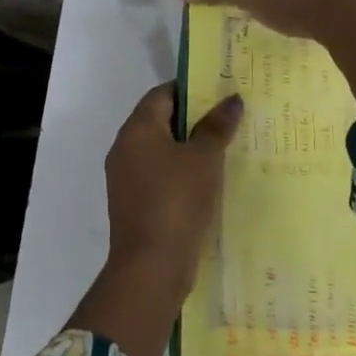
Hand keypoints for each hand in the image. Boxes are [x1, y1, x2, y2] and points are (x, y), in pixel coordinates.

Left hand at [68, 83, 242, 355]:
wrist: (151, 267)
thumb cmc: (178, 201)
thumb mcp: (205, 159)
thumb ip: (217, 126)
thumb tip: (231, 99)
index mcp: (136, 129)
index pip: (162, 94)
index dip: (191, 89)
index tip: (221, 91)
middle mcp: (124, 148)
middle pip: (160, 121)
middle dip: (194, 118)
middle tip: (230, 118)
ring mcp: (126, 178)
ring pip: (161, 150)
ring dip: (189, 148)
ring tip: (226, 148)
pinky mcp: (134, 204)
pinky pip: (159, 176)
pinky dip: (181, 173)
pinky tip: (209, 181)